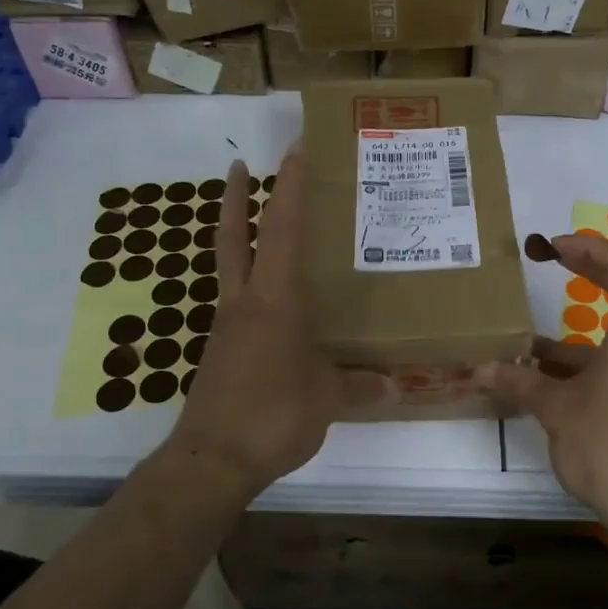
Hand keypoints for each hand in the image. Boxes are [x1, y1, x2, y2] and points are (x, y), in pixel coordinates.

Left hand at [164, 148, 386, 498]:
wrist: (213, 459)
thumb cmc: (273, 414)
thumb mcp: (327, 399)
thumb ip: (360, 387)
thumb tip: (394, 385)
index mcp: (274, 300)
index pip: (280, 229)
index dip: (288, 186)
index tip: (295, 149)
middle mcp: (244, 303)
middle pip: (232, 236)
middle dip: (235, 197)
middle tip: (239, 164)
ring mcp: (226, 327)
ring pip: (229, 267)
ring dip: (237, 237)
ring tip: (259, 225)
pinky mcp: (220, 352)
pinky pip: (236, 304)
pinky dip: (248, 286)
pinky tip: (270, 304)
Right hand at [479, 232, 607, 537]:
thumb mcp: (557, 410)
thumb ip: (520, 382)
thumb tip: (482, 369)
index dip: (588, 248)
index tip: (553, 247)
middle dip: (585, 275)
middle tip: (550, 261)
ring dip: (574, 337)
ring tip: (526, 348)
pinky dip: (589, 364)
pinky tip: (551, 386)